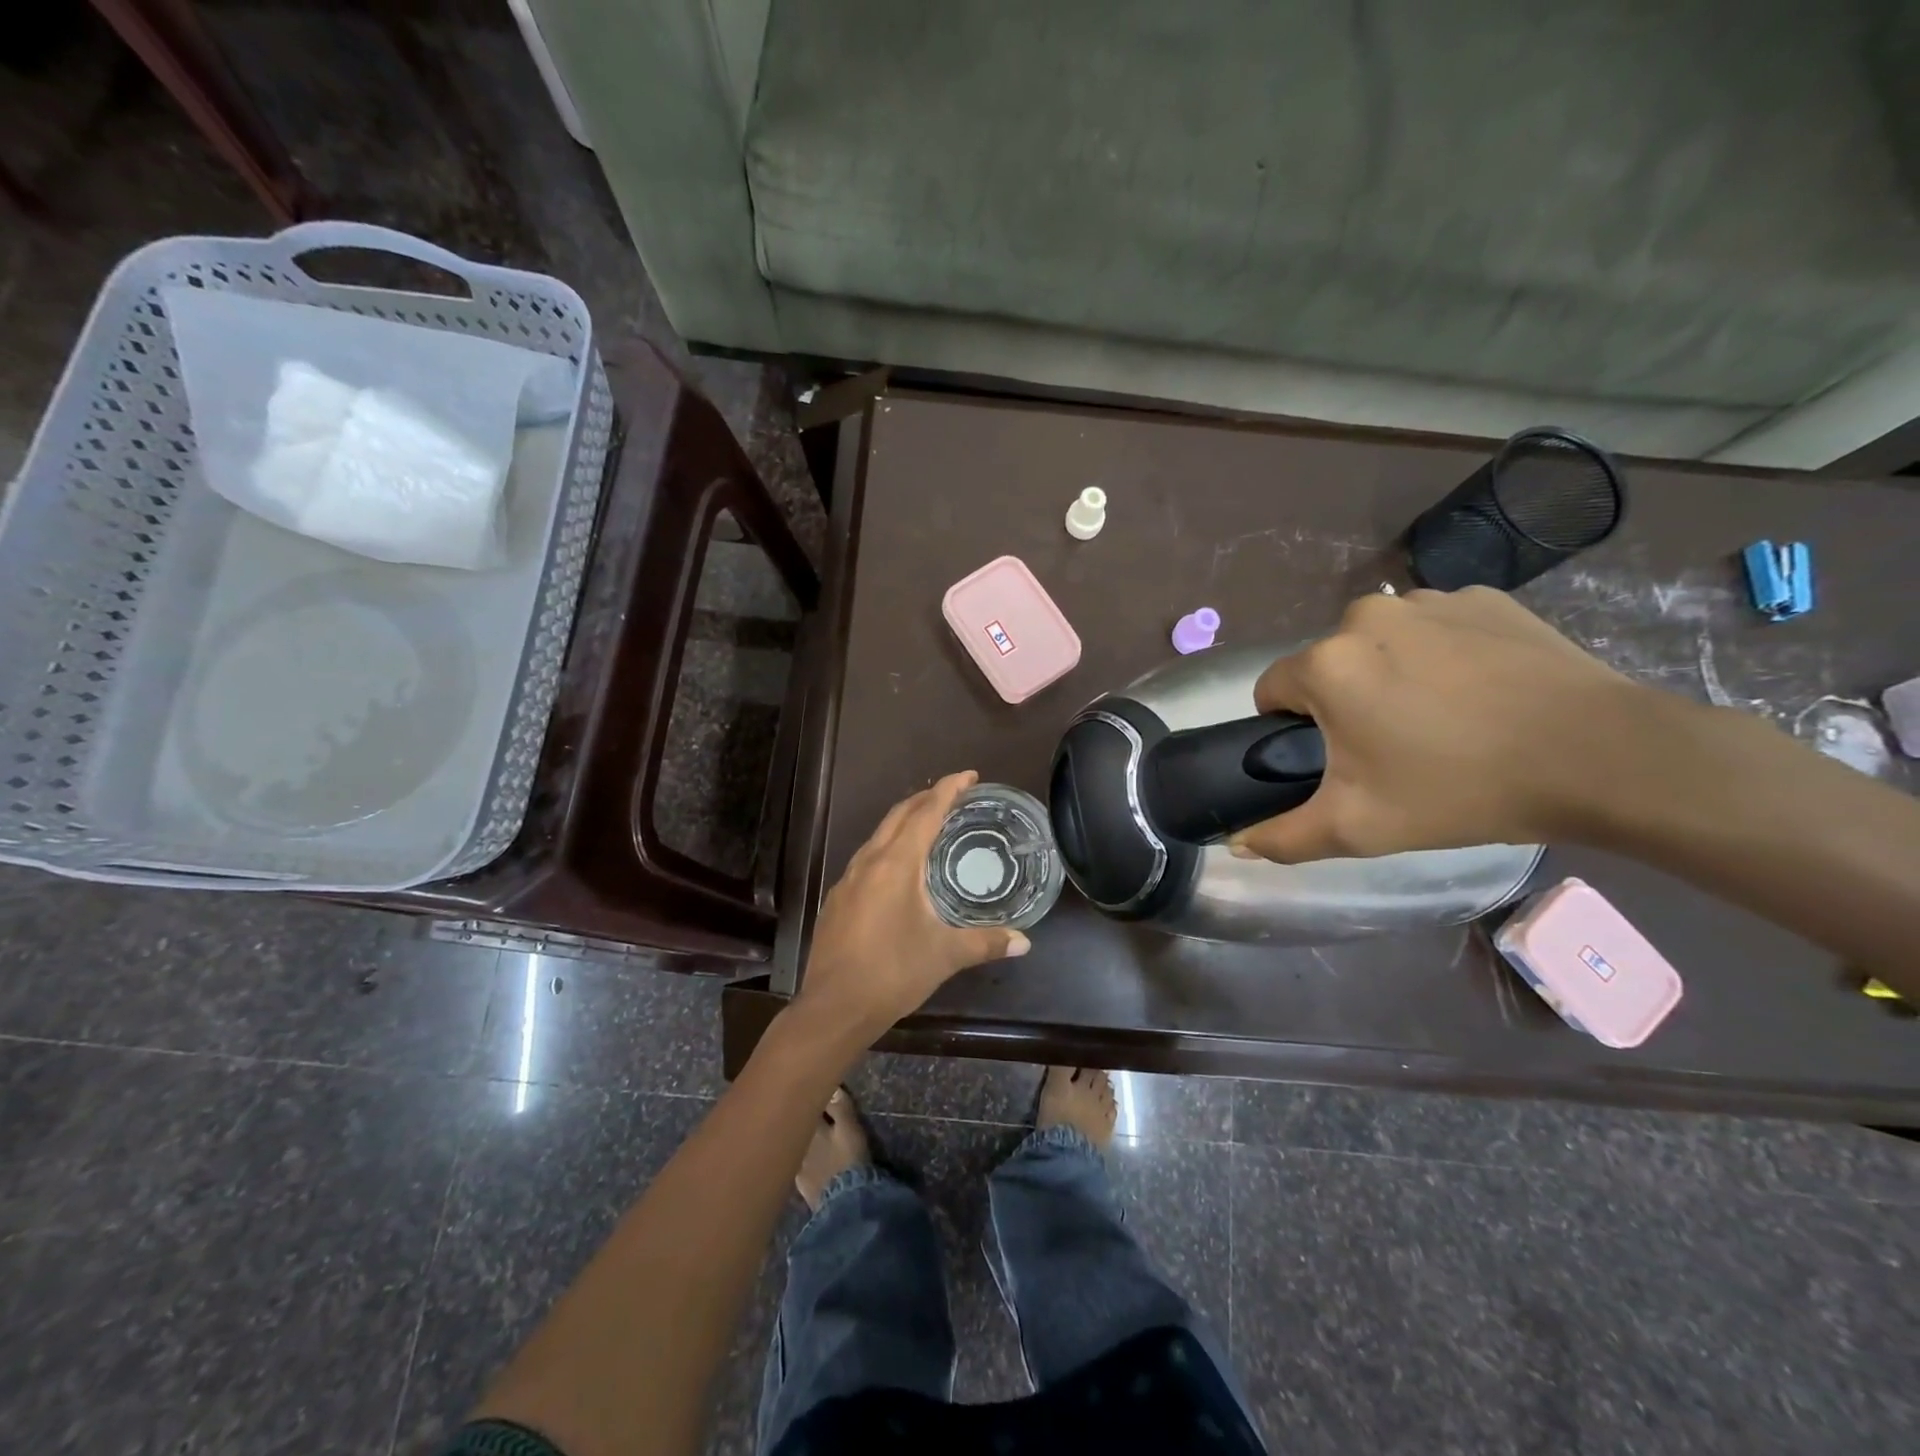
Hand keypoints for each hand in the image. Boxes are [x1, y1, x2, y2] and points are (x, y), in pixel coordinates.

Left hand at [797, 771, 1029, 1042]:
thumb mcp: (945, 955)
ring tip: (929, 823)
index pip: (926, 813)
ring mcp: (848, 880)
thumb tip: (1025, 942)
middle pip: (898, 815)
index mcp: (896, 865)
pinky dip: (888, 847)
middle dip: (926, 798)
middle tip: (954, 794)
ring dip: (905, 821)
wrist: (833, 1007)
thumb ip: (986, 943)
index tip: (969, 776)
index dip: (948, 790)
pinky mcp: (838, 899)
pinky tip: (899, 868)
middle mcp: (869, 862)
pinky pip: (867, 857)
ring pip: (879, 835)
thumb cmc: (893, 973)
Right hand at [1234, 586, 1653, 862]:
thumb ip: (1284, 837)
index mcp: (1327, 664)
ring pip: (1380, 644)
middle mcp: (1366, 617)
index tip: (1335, 760)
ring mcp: (1430, 600)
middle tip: (1392, 749)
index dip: (1291, 730)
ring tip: (1442, 719)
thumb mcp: (1360, 828)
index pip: (1272, 691)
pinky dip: (1442, 655)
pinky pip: (1435, 628)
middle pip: (1328, 665)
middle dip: (1344, 701)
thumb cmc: (1462, 790)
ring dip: (1391, 674)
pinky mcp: (1485, 598)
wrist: (1603, 757)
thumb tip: (1236, 843)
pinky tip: (1481, 692)